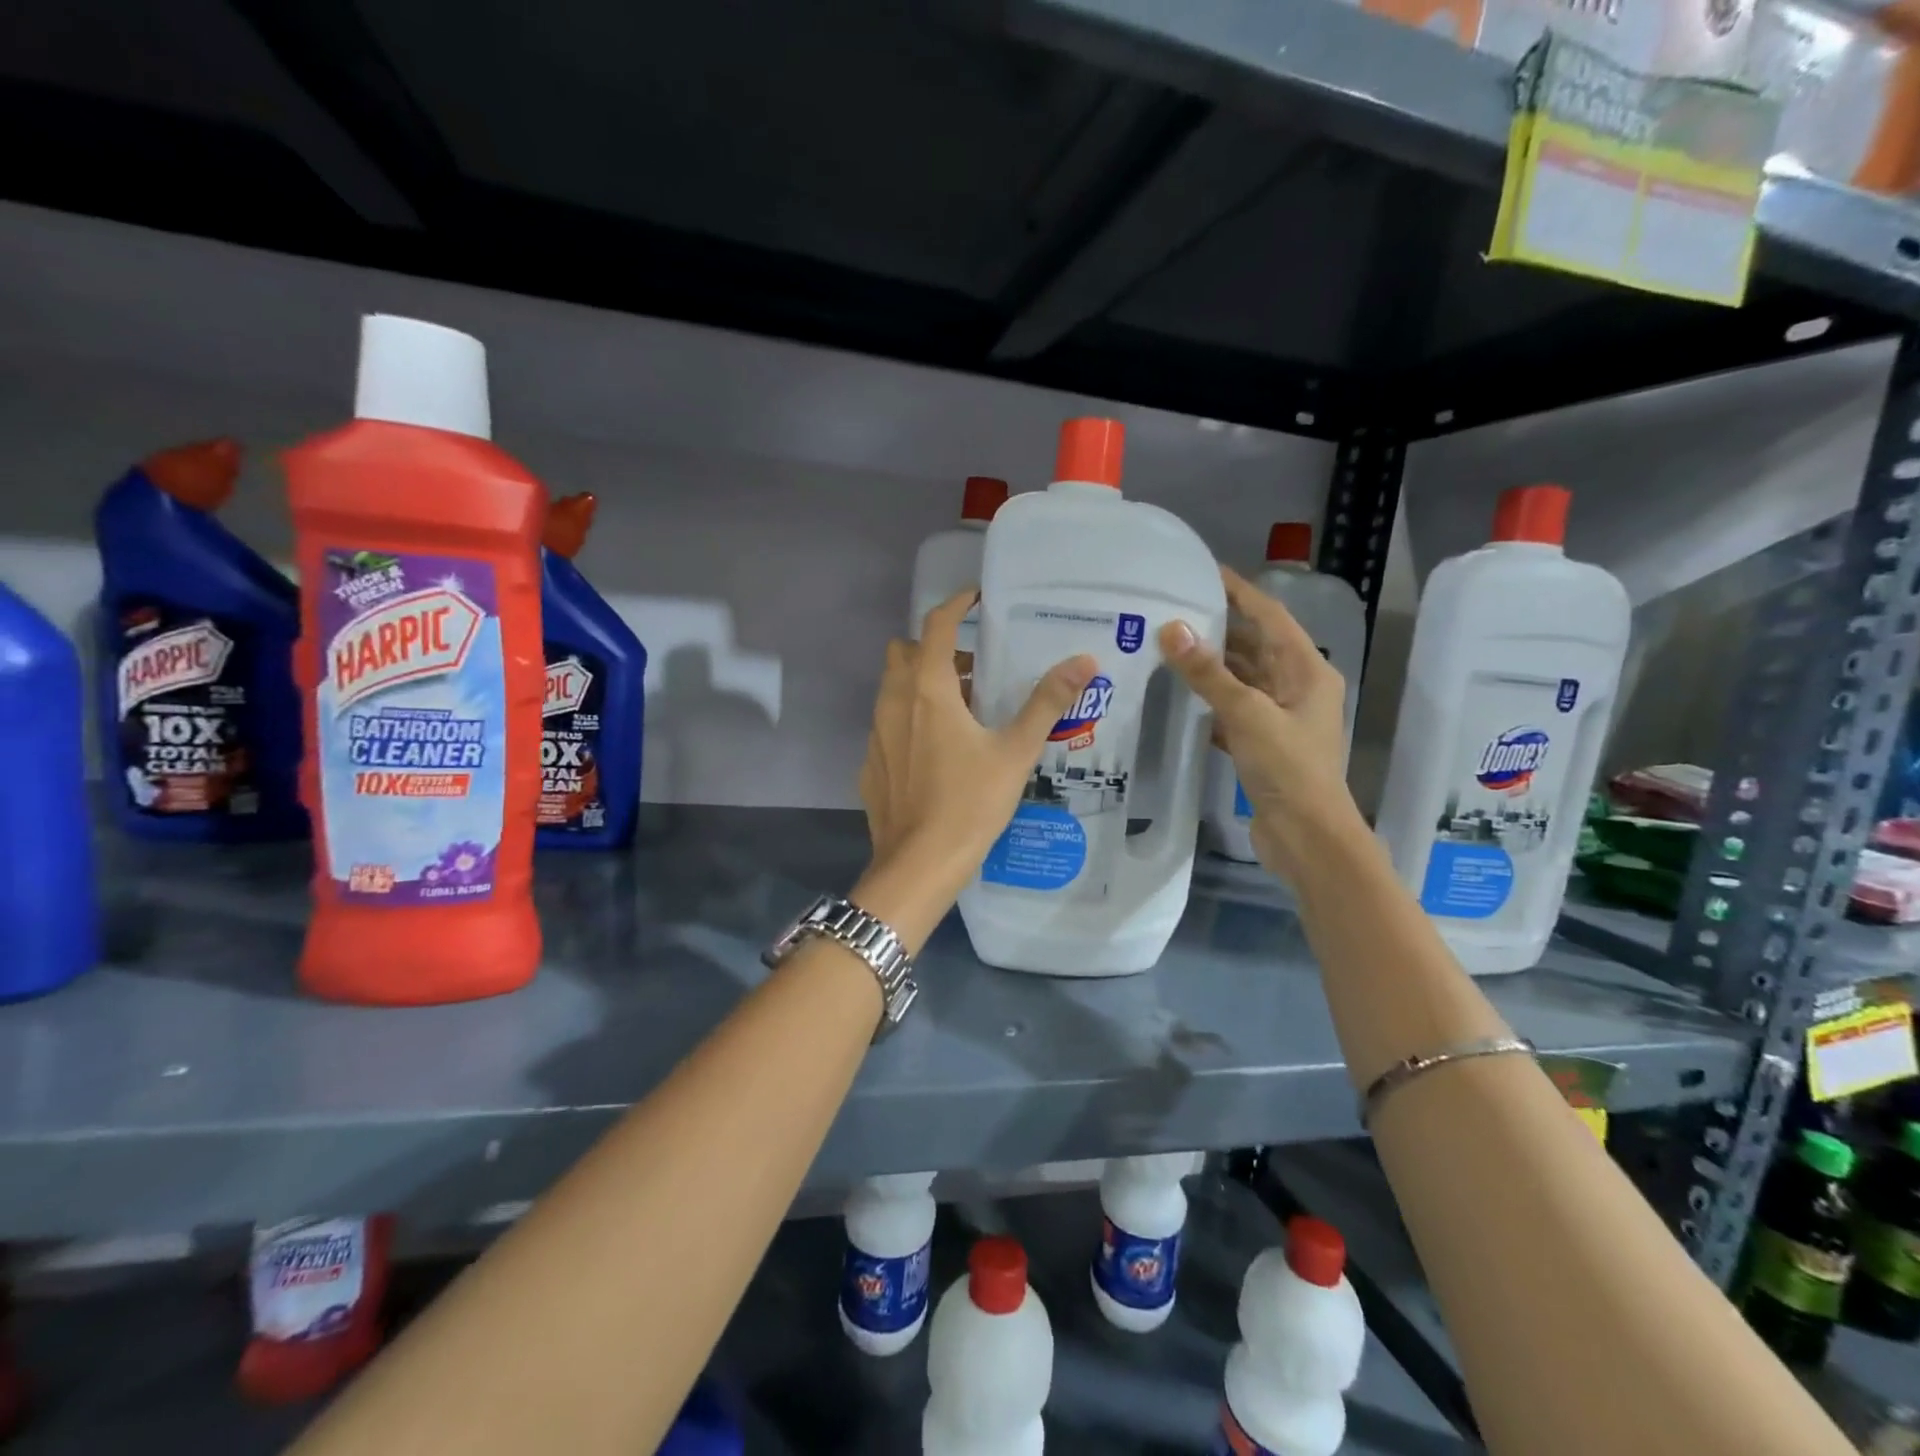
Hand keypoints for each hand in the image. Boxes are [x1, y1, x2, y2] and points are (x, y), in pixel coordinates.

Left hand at [854, 590, 1095, 943]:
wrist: (918, 865)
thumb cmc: (969, 804)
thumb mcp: (1015, 751)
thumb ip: (1047, 702)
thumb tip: (1085, 661)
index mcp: (927, 689)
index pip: (937, 625)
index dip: (956, 604)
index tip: (977, 597)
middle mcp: (893, 702)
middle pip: (906, 652)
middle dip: (937, 648)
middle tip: (975, 666)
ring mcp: (876, 734)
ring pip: (894, 688)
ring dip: (923, 683)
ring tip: (964, 708)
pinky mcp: (872, 763)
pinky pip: (889, 724)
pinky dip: (910, 719)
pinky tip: (937, 750)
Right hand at [1159, 566, 1358, 881]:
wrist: (1307, 837)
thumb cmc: (1288, 769)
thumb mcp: (1247, 715)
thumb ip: (1208, 674)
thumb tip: (1171, 629)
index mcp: (1307, 671)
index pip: (1269, 617)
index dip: (1240, 592)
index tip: (1204, 571)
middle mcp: (1296, 687)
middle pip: (1254, 646)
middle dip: (1218, 627)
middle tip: (1174, 608)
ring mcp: (1279, 717)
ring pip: (1241, 679)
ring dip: (1210, 665)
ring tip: (1167, 646)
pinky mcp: (1262, 744)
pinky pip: (1232, 709)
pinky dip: (1208, 700)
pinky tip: (1178, 696)